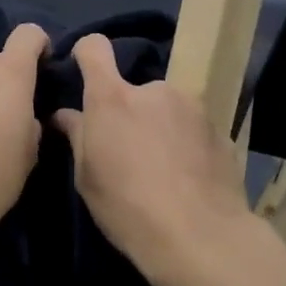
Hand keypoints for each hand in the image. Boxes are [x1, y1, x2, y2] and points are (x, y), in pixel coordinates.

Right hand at [51, 34, 251, 277]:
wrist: (199, 236)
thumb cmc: (127, 207)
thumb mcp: (87, 177)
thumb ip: (77, 136)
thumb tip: (66, 115)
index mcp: (113, 98)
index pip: (95, 49)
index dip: (86, 54)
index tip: (83, 70)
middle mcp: (155, 90)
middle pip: (134, 89)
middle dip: (130, 112)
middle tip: (130, 151)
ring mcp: (192, 107)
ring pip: (167, 108)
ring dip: (161, 126)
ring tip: (164, 168)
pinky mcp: (220, 129)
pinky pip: (192, 128)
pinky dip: (187, 143)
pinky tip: (188, 177)